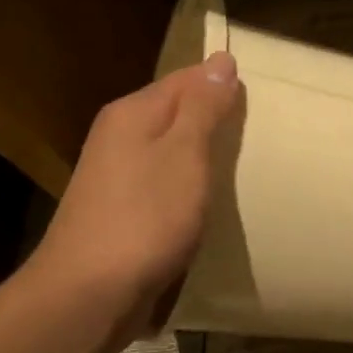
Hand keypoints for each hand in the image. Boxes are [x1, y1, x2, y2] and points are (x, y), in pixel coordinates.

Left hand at [26, 50, 241, 338]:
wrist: (90, 293)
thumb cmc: (145, 218)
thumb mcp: (184, 154)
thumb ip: (203, 108)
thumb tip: (220, 60)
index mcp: (132, 113)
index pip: (186, 79)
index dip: (222, 82)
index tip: (262, 94)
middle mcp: (118, 137)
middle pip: (175, 113)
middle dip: (214, 118)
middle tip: (260, 129)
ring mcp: (115, 176)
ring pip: (169, 150)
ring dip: (202, 154)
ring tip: (243, 161)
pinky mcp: (120, 212)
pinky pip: (163, 183)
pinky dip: (188, 185)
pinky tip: (208, 199)